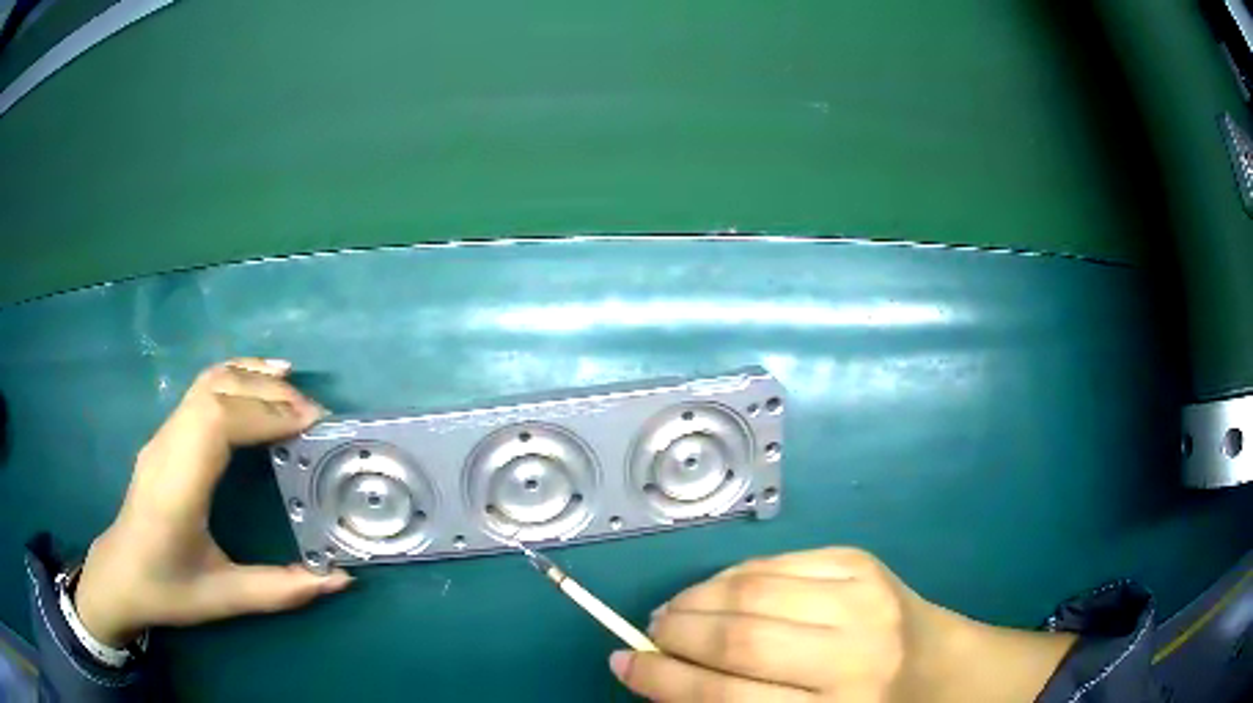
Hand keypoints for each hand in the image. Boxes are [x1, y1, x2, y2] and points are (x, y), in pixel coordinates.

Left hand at [74, 358, 352, 645]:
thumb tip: (341, 578)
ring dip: (252, 378)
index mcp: (176, 486)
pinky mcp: (166, 434)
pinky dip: (234, 377)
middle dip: (269, 393)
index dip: (265, 412)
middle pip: (216, 391)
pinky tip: (256, 383)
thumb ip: (281, 589)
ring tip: (294, 388)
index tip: (310, 424)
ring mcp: (163, 434)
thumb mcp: (224, 599)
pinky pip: (201, 390)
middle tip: (314, 414)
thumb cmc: (167, 589)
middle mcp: (166, 447)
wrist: (119, 574)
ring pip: (207, 382)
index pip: (216, 421)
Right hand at [612, 547, 1074, 701]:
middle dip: (675, 633)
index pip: (727, 697)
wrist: (941, 669)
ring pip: (753, 591)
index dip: (664, 680)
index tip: (622, 664)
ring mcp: (862, 599)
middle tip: (648, 632)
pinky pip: (778, 562)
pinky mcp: (862, 563)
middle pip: (739, 639)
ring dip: (697, 599)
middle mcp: (853, 656)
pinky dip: (734, 576)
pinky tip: (720, 590)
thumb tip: (660, 675)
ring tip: (675, 609)